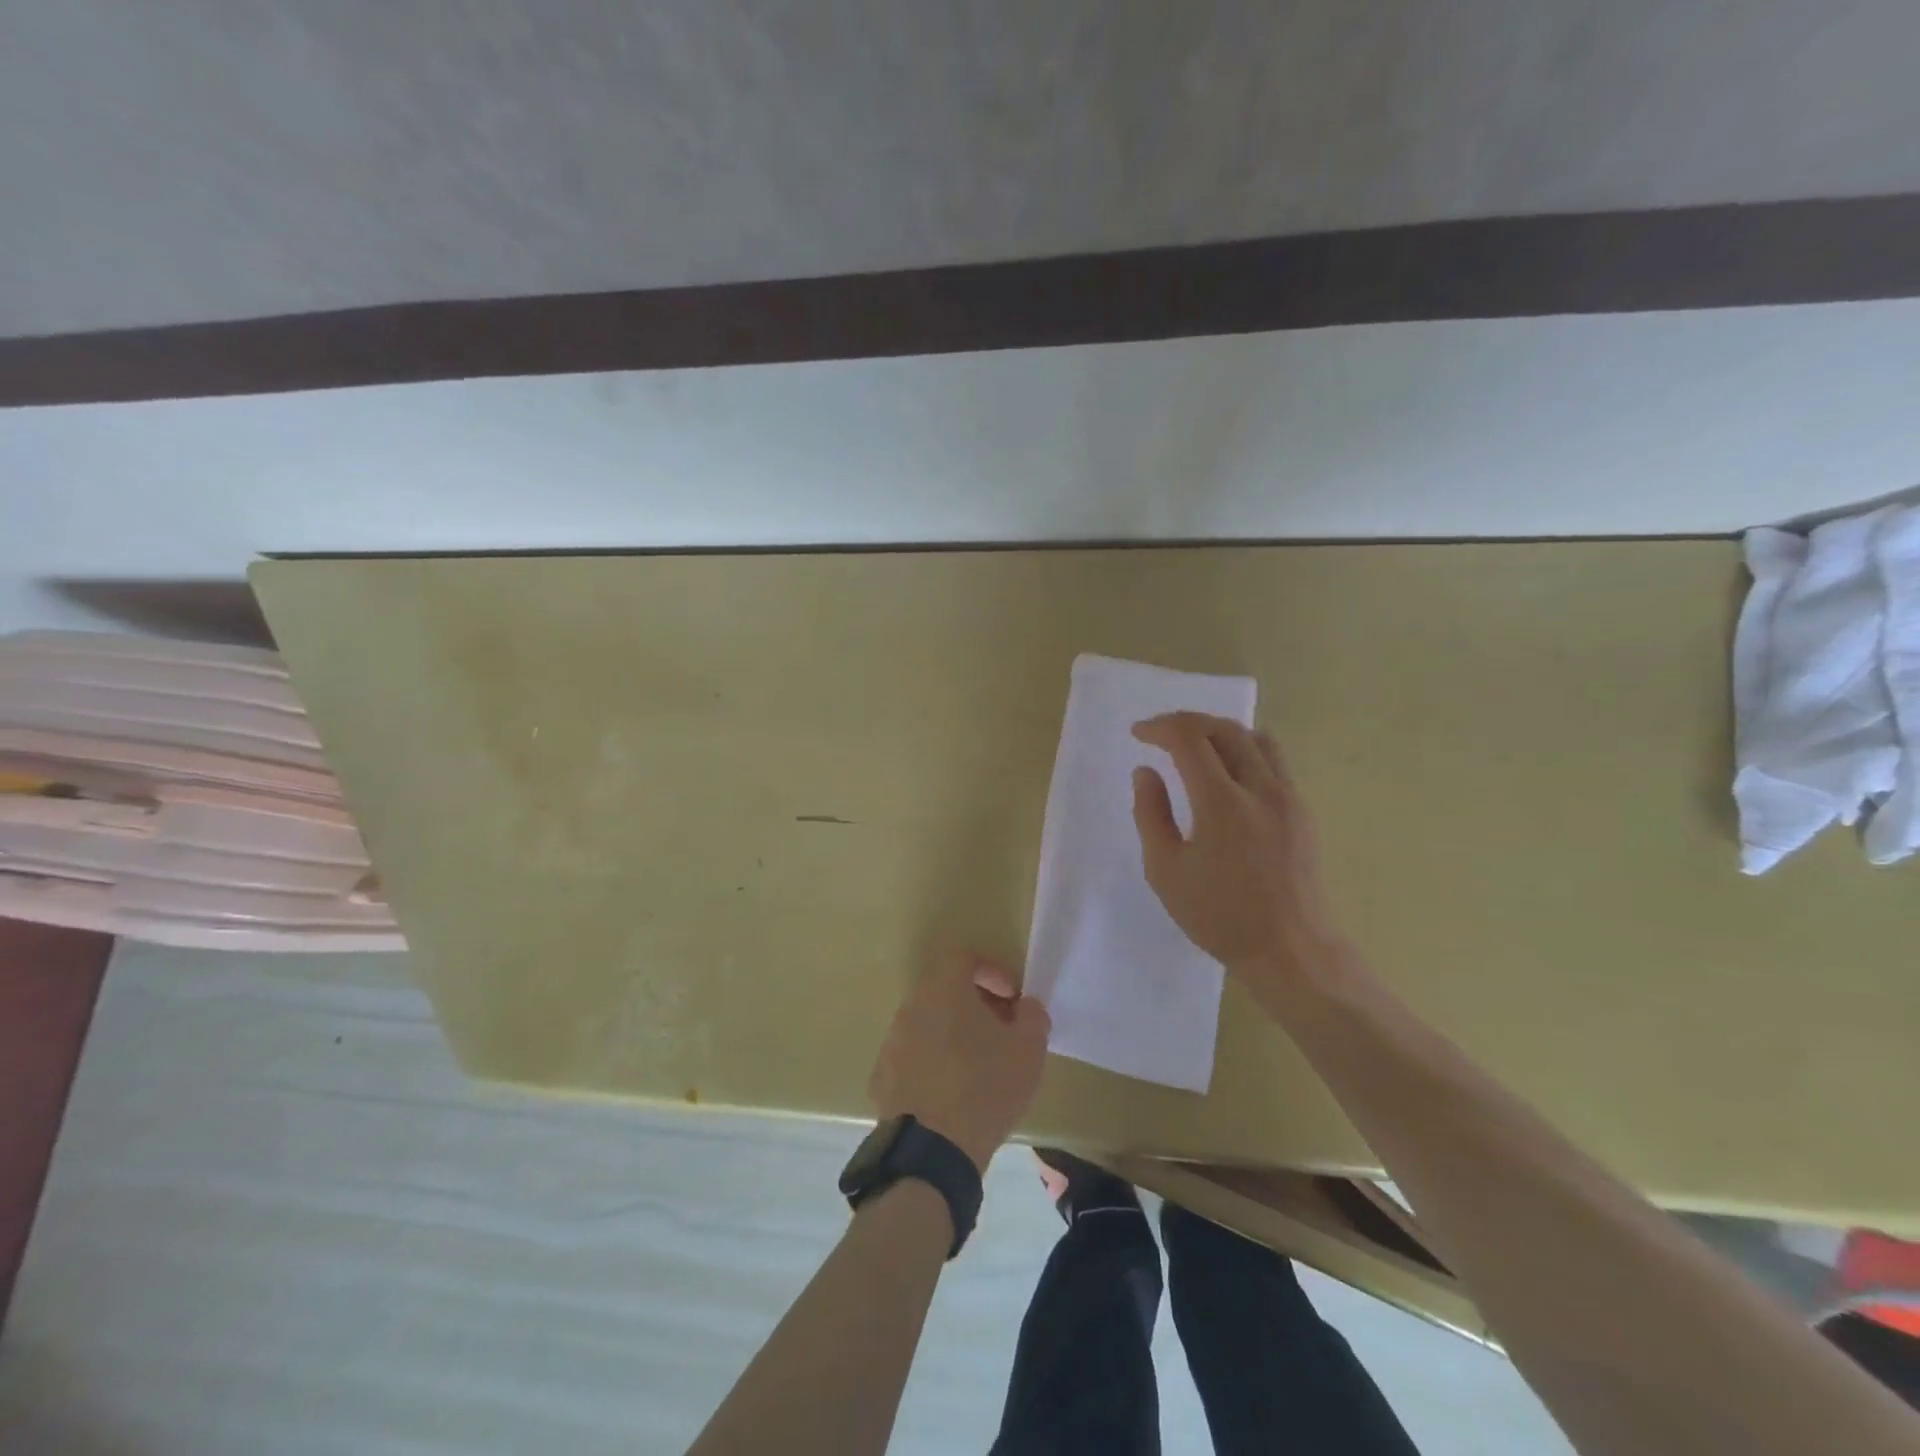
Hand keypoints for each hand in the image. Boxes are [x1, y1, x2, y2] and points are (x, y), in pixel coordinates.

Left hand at [868, 949, 1050, 1173]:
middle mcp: (911, 1007)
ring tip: (979, 1066)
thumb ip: (1033, 1015)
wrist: (932, 1152)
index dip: (992, 971)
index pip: (964, 957)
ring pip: (927, 1024)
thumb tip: (1026, 1006)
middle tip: (1001, 1031)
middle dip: (976, 1004)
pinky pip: (913, 1057)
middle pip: (944, 990)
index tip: (1012, 999)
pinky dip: (933, 1064)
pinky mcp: (882, 1078)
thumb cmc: (985, 1087)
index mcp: (943, 989)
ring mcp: (892, 1043)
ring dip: (953, 1034)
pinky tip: (952, 1094)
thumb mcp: (1028, 1049)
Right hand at [1131, 712, 1345, 997]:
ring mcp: (1288, 797)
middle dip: (1187, 722)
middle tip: (1160, 734)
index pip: (1190, 739)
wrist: (1291, 950)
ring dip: (1219, 731)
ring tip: (1195, 745)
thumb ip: (1151, 814)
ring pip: (1255, 739)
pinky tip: (1227, 773)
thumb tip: (1146, 772)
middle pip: (1225, 729)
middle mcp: (1261, 788)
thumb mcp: (1166, 871)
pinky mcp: (1302, 811)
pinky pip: (1273, 761)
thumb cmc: (1220, 916)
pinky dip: (1244, 750)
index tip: (1139, 734)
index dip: (1160, 728)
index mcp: (1222, 803)